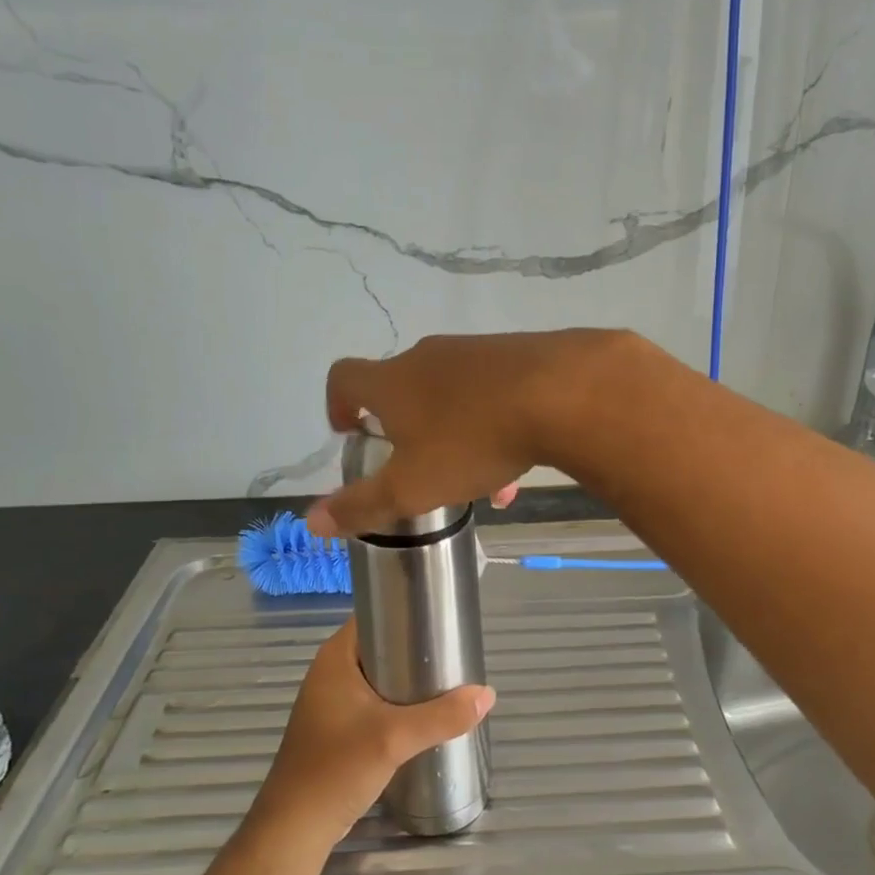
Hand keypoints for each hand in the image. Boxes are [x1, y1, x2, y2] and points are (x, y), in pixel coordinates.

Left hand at [252, 621, 495, 847]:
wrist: (296, 829)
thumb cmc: (336, 769)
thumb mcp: (394, 739)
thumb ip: (442, 716)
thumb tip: (487, 694)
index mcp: (335, 658)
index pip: (374, 614)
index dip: (406, 610)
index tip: (442, 617)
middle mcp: (331, 672)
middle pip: (381, 645)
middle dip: (416, 648)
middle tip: (454, 652)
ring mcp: (332, 701)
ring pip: (380, 676)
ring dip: (409, 678)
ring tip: (448, 680)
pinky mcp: (338, 728)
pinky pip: (375, 701)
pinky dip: (399, 702)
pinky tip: (425, 714)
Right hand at [305, 329, 630, 537]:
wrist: (562, 393)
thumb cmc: (471, 440)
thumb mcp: (412, 486)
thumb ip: (362, 505)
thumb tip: (312, 522)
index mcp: (394, 381)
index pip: (345, 378)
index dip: (338, 404)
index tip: (349, 432)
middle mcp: (430, 357)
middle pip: (404, 389)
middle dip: (406, 430)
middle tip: (418, 467)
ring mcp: (477, 352)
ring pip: (455, 398)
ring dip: (456, 438)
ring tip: (480, 485)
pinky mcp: (519, 355)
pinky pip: (494, 395)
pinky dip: (494, 428)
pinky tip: (518, 467)